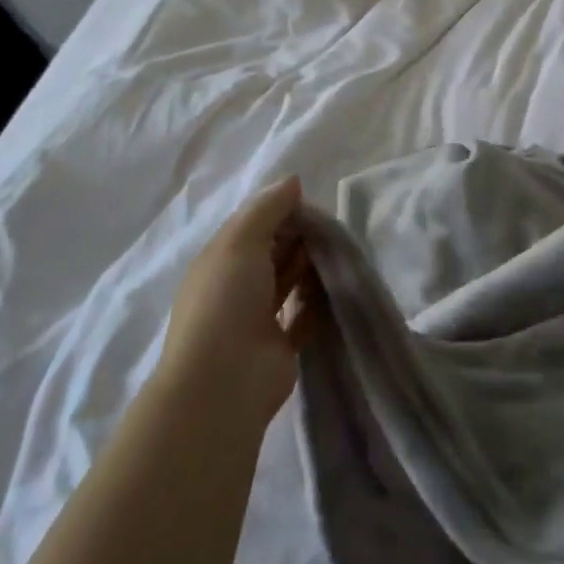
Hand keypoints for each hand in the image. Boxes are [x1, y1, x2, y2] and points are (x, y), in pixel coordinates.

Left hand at [157, 176, 316, 426]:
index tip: (314, 206)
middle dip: (301, 238)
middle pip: (274, 251)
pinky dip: (319, 301)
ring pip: (290, 281)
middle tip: (334, 231)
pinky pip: (305, 314)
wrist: (224, 382)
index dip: (283, 212)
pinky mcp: (282, 345)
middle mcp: (238, 285)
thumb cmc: (227, 300)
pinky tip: (339, 287)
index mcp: (221, 259)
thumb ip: (268, 208)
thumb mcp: (241, 241)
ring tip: (341, 254)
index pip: (255, 225)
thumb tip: (292, 180)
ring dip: (311, 267)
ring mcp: (259, 317)